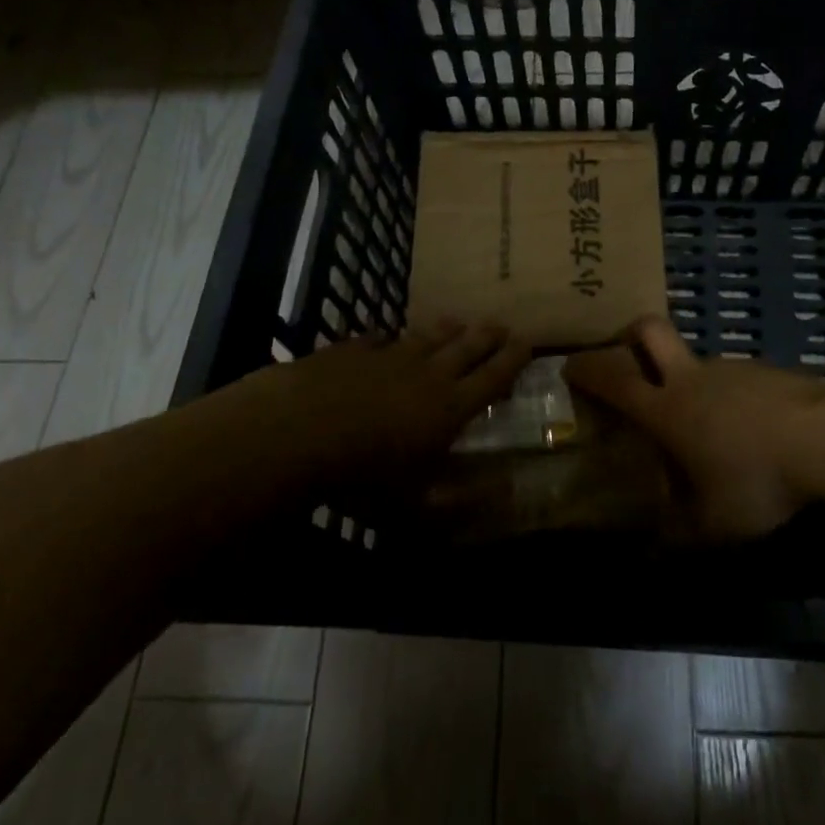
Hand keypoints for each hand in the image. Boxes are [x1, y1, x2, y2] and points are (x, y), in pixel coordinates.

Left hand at [265, 320, 529, 475]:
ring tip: (458, 321)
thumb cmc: (363, 475)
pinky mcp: (353, 350)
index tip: (527, 343)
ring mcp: (389, 357)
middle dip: (487, 336)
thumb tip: (508, 491)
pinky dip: (389, 337)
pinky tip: (387, 336)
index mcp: (450, 407)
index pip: (492, 378)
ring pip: (426, 338)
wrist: (297, 431)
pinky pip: (378, 338)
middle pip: (466, 348)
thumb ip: (462, 499)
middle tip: (502, 325)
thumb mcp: (416, 504)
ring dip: (446, 330)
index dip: (512, 360)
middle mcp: (427, 374)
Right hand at [563, 316, 824, 539]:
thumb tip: (650, 558)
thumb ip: (678, 538)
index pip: (613, 379)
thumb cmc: (756, 479)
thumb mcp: (714, 525)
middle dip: (630, 334)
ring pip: (697, 360)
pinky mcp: (767, 370)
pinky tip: (750, 429)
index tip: (569, 365)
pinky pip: (736, 378)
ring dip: (689, 379)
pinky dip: (730, 396)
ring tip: (705, 424)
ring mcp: (732, 368)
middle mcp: (692, 378)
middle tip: (626, 354)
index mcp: (667, 409)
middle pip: (650, 331)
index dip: (587, 368)